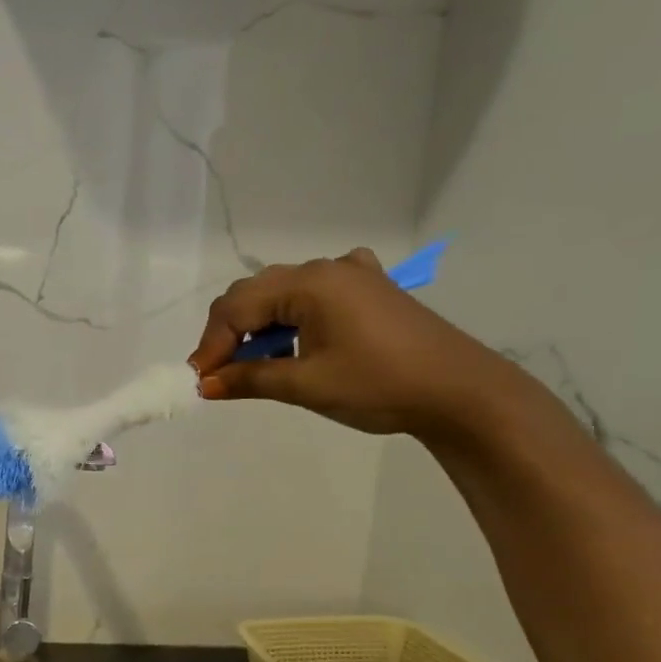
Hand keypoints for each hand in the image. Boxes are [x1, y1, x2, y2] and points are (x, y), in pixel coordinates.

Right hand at [188, 249, 519, 439]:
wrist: (460, 393)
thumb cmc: (378, 386)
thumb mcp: (306, 385)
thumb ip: (249, 378)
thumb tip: (205, 384)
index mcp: (310, 283)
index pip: (237, 306)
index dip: (212, 344)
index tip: (200, 381)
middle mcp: (327, 268)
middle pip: (255, 293)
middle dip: (230, 333)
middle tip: (221, 375)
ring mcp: (352, 274)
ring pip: (282, 293)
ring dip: (260, 327)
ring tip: (257, 366)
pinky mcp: (370, 289)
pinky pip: (314, 294)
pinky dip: (292, 317)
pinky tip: (297, 339)